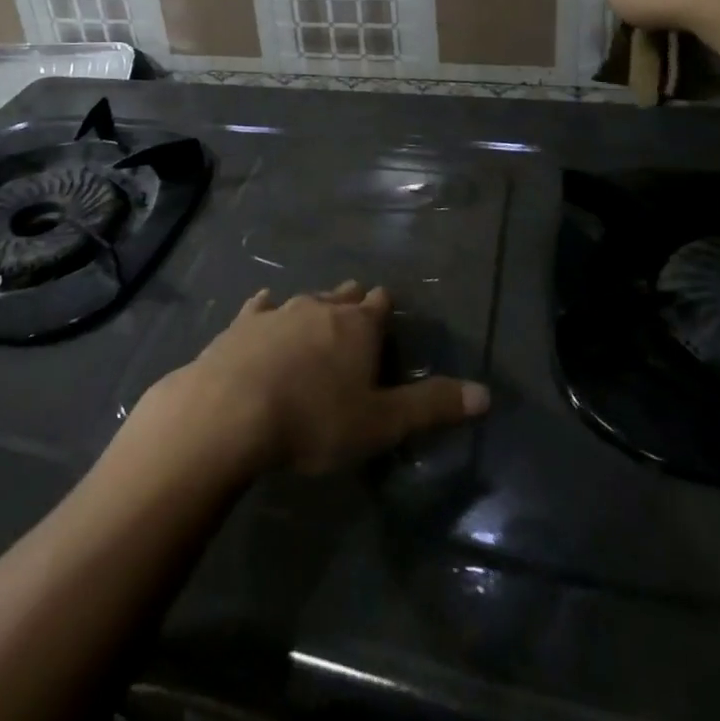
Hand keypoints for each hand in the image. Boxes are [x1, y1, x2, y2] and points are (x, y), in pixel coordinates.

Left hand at [132, 283, 488, 478]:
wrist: (232, 410)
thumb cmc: (315, 420)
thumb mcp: (381, 423)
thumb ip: (432, 406)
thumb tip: (486, 393)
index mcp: (357, 328)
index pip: (379, 307)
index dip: (384, 308)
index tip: (385, 306)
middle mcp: (320, 308)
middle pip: (343, 297)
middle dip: (352, 300)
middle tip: (357, 303)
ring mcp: (278, 312)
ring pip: (305, 299)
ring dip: (315, 304)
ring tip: (320, 305)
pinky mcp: (243, 323)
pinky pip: (260, 306)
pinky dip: (267, 306)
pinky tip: (264, 302)